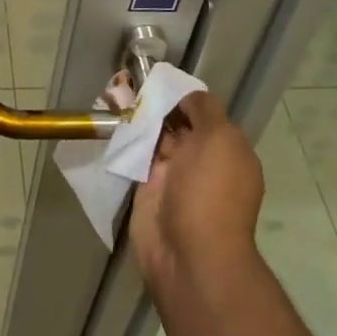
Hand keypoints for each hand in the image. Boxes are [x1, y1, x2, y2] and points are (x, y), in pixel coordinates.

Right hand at [130, 92, 264, 294]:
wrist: (189, 255)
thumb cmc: (210, 192)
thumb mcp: (220, 139)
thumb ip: (205, 110)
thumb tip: (188, 98)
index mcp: (228, 150)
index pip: (205, 114)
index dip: (184, 98)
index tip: (160, 82)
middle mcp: (202, 161)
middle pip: (178, 124)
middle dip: (156, 105)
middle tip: (129, 80)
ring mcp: (174, 176)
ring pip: (154, 138)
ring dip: (137, 118)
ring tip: (113, 91)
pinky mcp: (147, 189)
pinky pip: (135, 156)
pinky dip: (124, 139)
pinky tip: (109, 116)